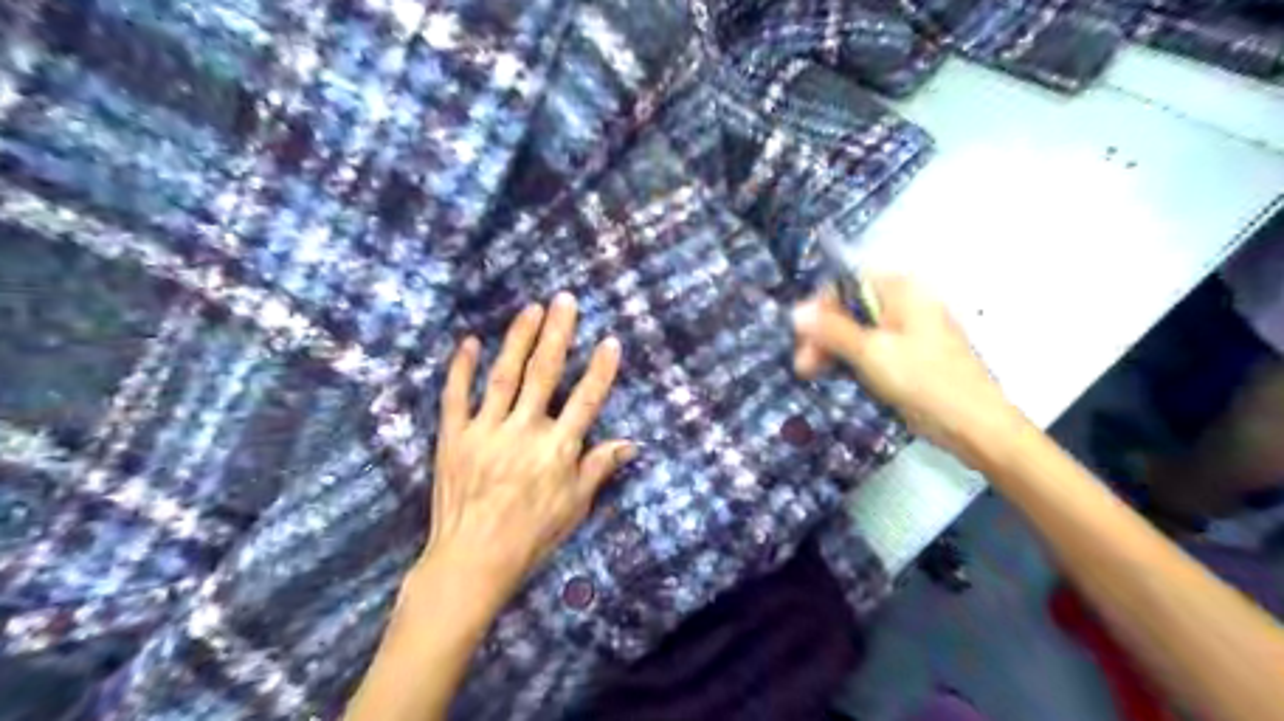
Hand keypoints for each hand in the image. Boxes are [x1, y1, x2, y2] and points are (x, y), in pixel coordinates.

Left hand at [423, 293, 635, 609]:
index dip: (600, 370)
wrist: (471, 560)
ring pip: (504, 376)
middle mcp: (523, 433)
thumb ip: (599, 468)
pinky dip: (462, 368)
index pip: (585, 401)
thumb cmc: (530, 536)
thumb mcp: (574, 506)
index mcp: (556, 451)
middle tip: (565, 301)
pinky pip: (456, 396)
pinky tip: (470, 342)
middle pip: (544, 374)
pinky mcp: (453, 437)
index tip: (610, 341)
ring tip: (531, 309)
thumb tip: (632, 444)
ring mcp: (485, 432)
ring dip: (519, 339)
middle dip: (558, 334)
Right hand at [795, 270, 1024, 462]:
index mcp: (901, 290)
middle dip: (823, 334)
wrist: (974, 425)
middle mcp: (904, 303)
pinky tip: (839, 377)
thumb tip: (796, 311)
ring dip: (833, 350)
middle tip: (804, 366)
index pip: (845, 284)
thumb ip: (832, 330)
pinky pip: (871, 349)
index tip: (802, 339)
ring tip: (814, 375)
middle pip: (849, 308)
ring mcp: (907, 330)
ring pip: (857, 331)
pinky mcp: (908, 355)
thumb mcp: (871, 353)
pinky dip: (852, 360)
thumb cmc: (924, 381)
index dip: (819, 309)